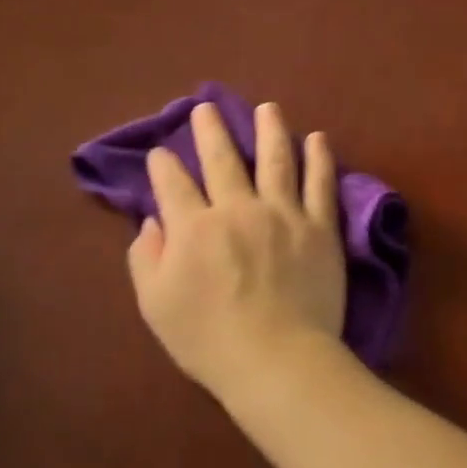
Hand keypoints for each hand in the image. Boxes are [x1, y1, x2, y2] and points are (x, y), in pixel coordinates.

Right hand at [127, 101, 345, 399]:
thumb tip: (151, 222)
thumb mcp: (156, 304)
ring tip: (268, 108)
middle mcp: (237, 209)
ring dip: (270, 129)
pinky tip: (318, 139)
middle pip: (222, 159)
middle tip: (206, 108)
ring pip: (276, 159)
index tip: (160, 154)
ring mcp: (283, 214)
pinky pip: (320, 184)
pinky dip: (319, 158)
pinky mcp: (319, 227)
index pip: (173, 184)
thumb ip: (146, 258)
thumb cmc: (209, 339)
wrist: (276, 359)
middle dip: (210, 130)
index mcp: (193, 227)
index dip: (163, 166)